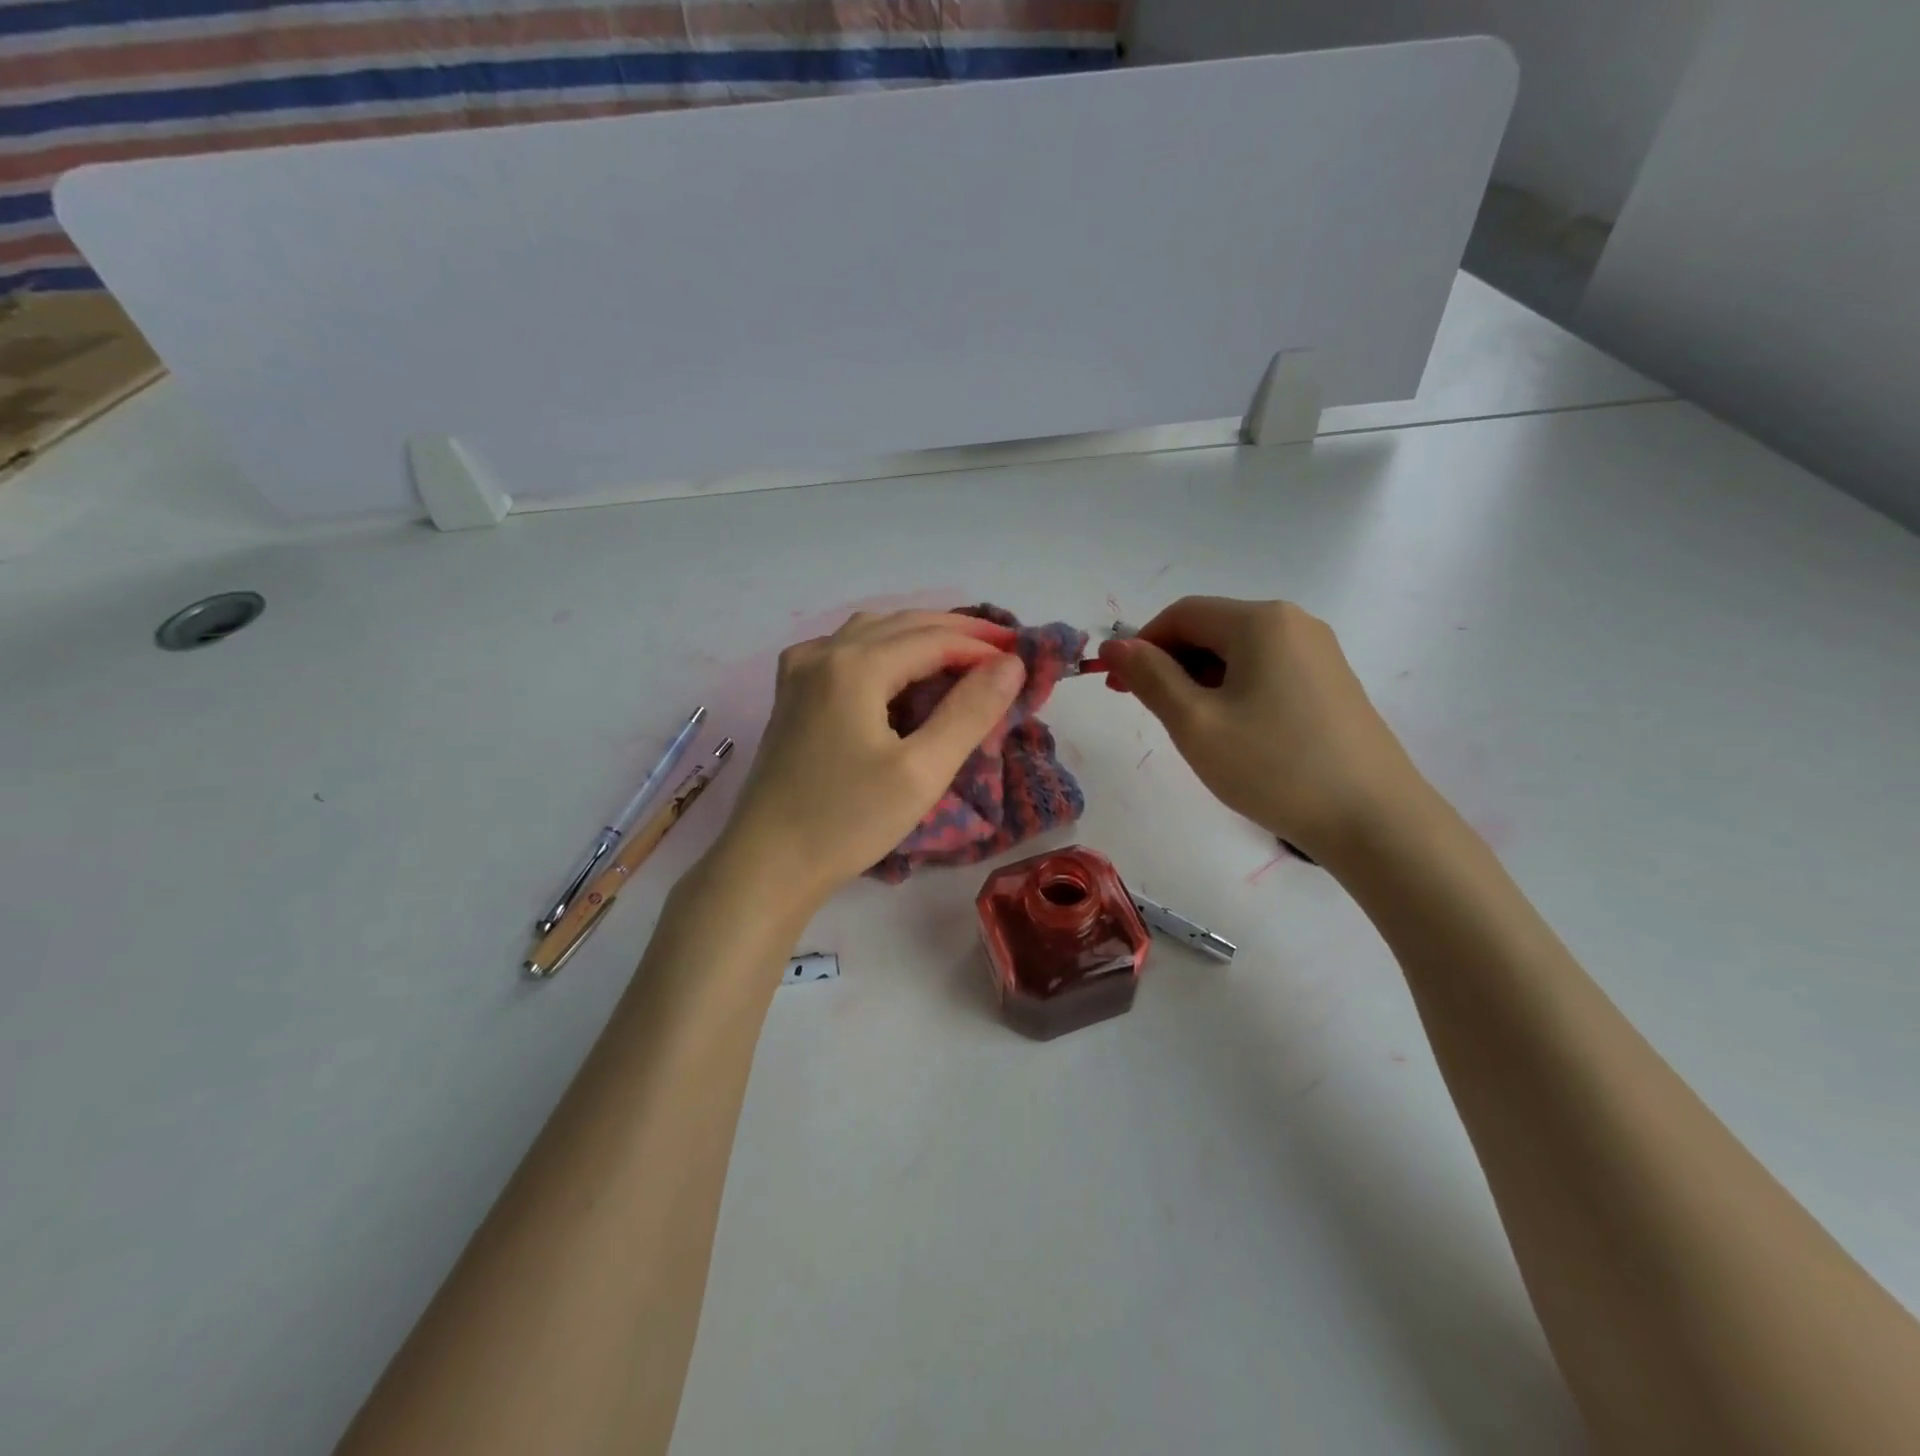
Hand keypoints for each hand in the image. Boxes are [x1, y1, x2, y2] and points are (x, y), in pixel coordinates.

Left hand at [713, 611, 1026, 912]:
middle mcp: (822, 653)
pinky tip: (897, 673)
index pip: (932, 638)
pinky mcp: (790, 695)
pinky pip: (844, 652)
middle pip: (900, 625)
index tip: (1021, 659)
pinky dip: (883, 651)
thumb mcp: (921, 772)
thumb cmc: (847, 821)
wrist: (767, 864)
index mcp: (854, 665)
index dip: (980, 646)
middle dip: (954, 632)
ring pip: (870, 633)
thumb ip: (970, 713)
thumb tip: (1010, 664)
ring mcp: (799, 672)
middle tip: (1001, 650)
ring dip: (917, 637)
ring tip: (959, 656)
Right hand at [1099, 597, 1430, 860]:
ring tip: (1188, 727)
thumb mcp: (1195, 723)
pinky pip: (1267, 672)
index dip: (1141, 644)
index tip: (1117, 687)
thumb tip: (1115, 645)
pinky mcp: (1332, 684)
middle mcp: (1294, 623)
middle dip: (1170, 663)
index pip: (1182, 614)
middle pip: (1212, 629)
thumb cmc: (1274, 766)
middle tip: (1146, 710)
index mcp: (1260, 621)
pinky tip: (1232, 732)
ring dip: (1200, 679)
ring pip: (1239, 653)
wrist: (1374, 820)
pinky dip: (1234, 691)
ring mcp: (1320, 653)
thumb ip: (1150, 677)